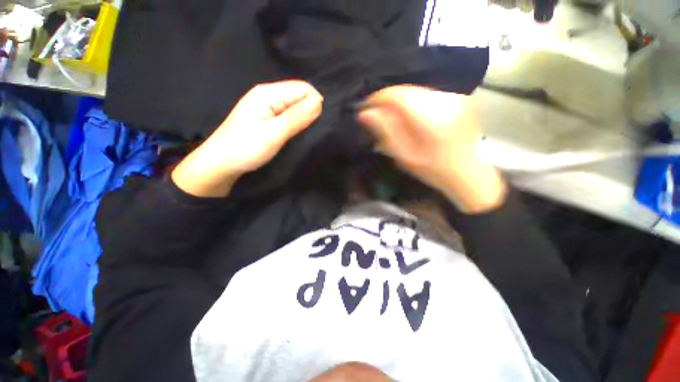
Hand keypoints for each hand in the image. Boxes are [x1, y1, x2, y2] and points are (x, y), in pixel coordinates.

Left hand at [172, 80, 322, 196]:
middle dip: (311, 110)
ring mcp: (266, 107)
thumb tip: (320, 103)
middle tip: (314, 131)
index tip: (320, 124)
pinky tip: (298, 133)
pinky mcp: (266, 118)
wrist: (221, 163)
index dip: (316, 103)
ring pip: (294, 106)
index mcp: (268, 93)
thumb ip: (296, 117)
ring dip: (304, 118)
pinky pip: (288, 115)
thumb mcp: (274, 134)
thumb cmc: (246, 148)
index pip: (303, 88)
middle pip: (299, 95)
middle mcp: (268, 95)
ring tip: (308, 134)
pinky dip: (296, 123)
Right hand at [357, 85, 506, 212]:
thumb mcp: (405, 156)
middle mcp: (445, 101)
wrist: (468, 173)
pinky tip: (409, 116)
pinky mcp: (458, 98)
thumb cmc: (433, 170)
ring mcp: (454, 97)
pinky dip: (413, 102)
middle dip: (387, 100)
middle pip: (407, 90)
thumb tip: (365, 114)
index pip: (398, 96)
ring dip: (399, 101)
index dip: (378, 98)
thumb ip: (386, 132)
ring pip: (416, 90)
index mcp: (431, 119)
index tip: (365, 108)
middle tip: (376, 115)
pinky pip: (427, 93)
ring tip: (391, 117)